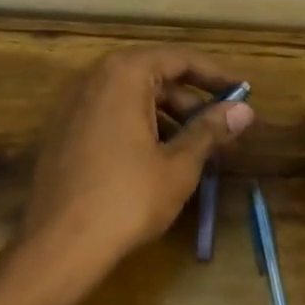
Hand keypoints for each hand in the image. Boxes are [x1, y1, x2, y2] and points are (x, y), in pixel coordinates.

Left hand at [18, 46, 254, 278]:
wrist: (60, 245)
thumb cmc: (127, 199)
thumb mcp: (179, 165)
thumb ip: (210, 131)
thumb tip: (244, 110)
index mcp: (122, 75)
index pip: (178, 59)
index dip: (214, 74)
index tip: (243, 91)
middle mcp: (92, 80)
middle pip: (153, 77)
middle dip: (191, 101)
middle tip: (222, 128)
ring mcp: (72, 108)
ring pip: (131, 100)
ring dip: (168, 118)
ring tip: (198, 149)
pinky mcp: (62, 135)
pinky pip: (110, 118)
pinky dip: (140, 129)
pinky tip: (161, 161)